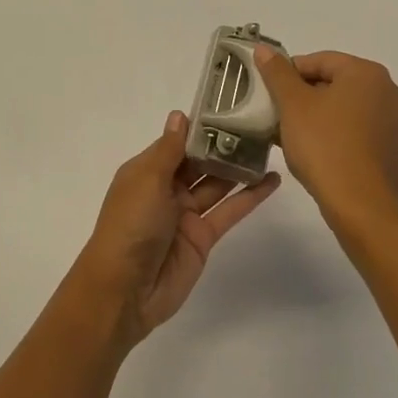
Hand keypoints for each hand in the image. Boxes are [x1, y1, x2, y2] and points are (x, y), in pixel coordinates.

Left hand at [72, 110, 281, 346]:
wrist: (125, 289)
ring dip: (240, 168)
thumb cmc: (130, 225)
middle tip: (259, 124)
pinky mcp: (204, 237)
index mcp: (147, 171)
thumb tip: (180, 115)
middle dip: (224, 145)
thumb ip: (170, 150)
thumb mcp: (147, 180)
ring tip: (270, 147)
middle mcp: (166, 188)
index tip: (229, 107)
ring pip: (217, 184)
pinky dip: (250, 197)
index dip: (201, 127)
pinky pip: (229, 211)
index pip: (178, 142)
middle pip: (200, 162)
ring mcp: (186, 213)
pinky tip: (272, 181)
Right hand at [253, 47, 397, 233]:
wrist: (361, 206)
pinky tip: (317, 152)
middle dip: (305, 95)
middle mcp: (390, 91)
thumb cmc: (325, 146)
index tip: (271, 93)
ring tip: (293, 135)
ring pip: (348, 108)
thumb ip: (277, 73)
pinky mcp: (395, 150)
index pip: (320, 61)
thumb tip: (264, 48)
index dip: (290, 73)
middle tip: (279, 114)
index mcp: (368, 73)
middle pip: (336, 83)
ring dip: (320, 115)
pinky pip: (360, 131)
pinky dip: (338, 134)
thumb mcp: (293, 104)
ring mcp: (397, 123)